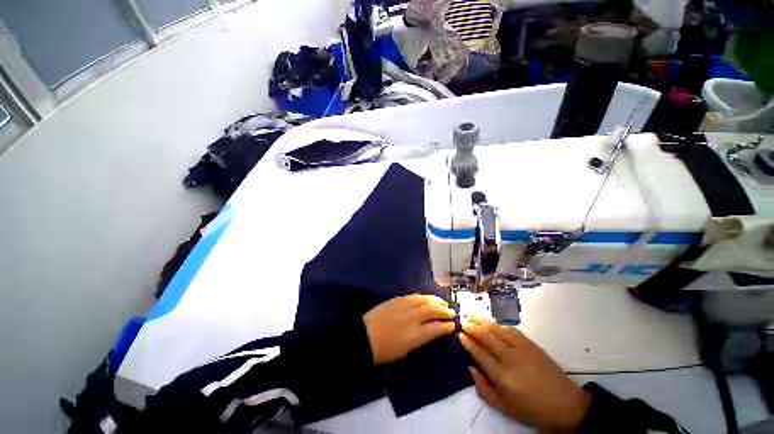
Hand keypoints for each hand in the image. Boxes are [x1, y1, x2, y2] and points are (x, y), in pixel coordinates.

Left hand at [364, 294, 455, 364]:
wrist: (364, 337)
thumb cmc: (385, 351)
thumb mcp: (406, 351)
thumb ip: (421, 339)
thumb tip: (432, 331)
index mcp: (415, 334)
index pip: (436, 327)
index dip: (446, 326)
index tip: (453, 325)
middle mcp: (412, 317)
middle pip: (432, 310)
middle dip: (444, 310)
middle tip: (451, 311)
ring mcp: (404, 306)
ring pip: (424, 300)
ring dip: (435, 300)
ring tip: (442, 302)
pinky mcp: (397, 299)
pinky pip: (413, 296)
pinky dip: (422, 296)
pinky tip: (426, 297)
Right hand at [459, 316, 591, 432]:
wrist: (565, 404)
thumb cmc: (531, 409)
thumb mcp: (504, 408)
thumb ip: (483, 388)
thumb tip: (471, 368)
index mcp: (501, 375)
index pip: (479, 352)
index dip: (468, 342)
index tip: (460, 334)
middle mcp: (509, 358)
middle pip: (486, 336)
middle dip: (472, 327)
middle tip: (463, 321)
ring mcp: (521, 348)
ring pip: (497, 329)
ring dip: (483, 321)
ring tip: (472, 315)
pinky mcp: (530, 344)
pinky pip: (511, 330)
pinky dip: (499, 325)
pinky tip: (493, 324)